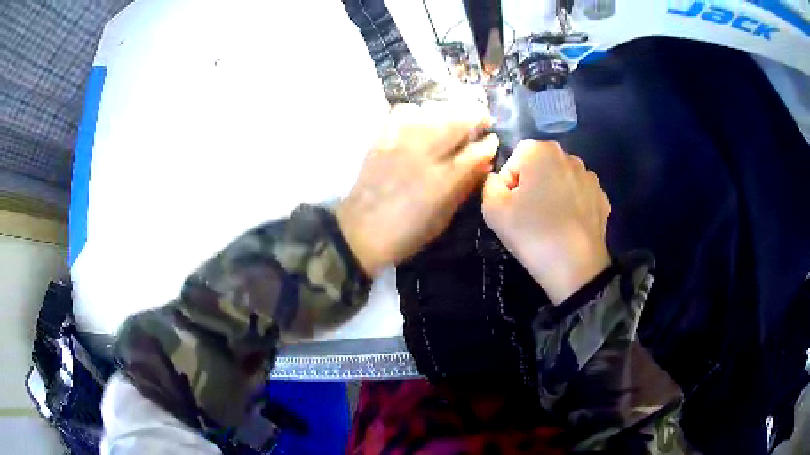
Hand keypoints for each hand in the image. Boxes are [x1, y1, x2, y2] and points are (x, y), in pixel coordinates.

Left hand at [337, 102, 498, 275]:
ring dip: (450, 110)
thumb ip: (464, 187)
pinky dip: (419, 111)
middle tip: (482, 118)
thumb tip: (484, 164)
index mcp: (443, 179)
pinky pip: (404, 112)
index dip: (488, 144)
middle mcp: (424, 153)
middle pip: (456, 121)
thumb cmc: (406, 233)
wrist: (358, 232)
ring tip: (456, 116)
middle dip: (475, 116)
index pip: (475, 151)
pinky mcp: (382, 138)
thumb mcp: (442, 218)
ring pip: (432, 110)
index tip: (492, 139)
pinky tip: (423, 119)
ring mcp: (400, 142)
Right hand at [481, 140, 610, 303]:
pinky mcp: (603, 198)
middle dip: (531, 186)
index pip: (514, 160)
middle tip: (528, 216)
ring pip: (561, 181)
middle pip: (539, 167)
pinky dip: (572, 207)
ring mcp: (590, 178)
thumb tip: (498, 181)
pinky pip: (579, 196)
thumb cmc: (532, 233)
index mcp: (541, 151)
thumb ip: (489, 185)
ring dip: (553, 194)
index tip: (511, 208)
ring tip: (550, 224)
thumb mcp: (493, 210)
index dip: (508, 185)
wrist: (576, 268)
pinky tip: (568, 228)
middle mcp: (569, 156)